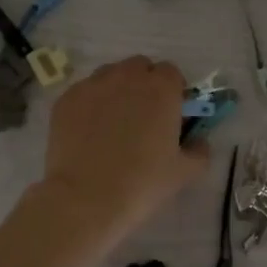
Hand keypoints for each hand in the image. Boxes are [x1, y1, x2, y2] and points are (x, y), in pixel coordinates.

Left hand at [28, 56, 209, 258]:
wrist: (87, 198)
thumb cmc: (143, 183)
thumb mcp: (185, 172)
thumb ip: (200, 150)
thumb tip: (199, 141)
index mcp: (161, 89)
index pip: (171, 72)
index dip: (173, 90)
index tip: (170, 113)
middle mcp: (127, 77)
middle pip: (139, 67)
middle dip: (144, 84)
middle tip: (143, 116)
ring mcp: (93, 85)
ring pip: (109, 75)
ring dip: (117, 89)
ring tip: (113, 122)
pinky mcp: (66, 99)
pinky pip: (84, 92)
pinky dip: (90, 104)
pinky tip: (89, 132)